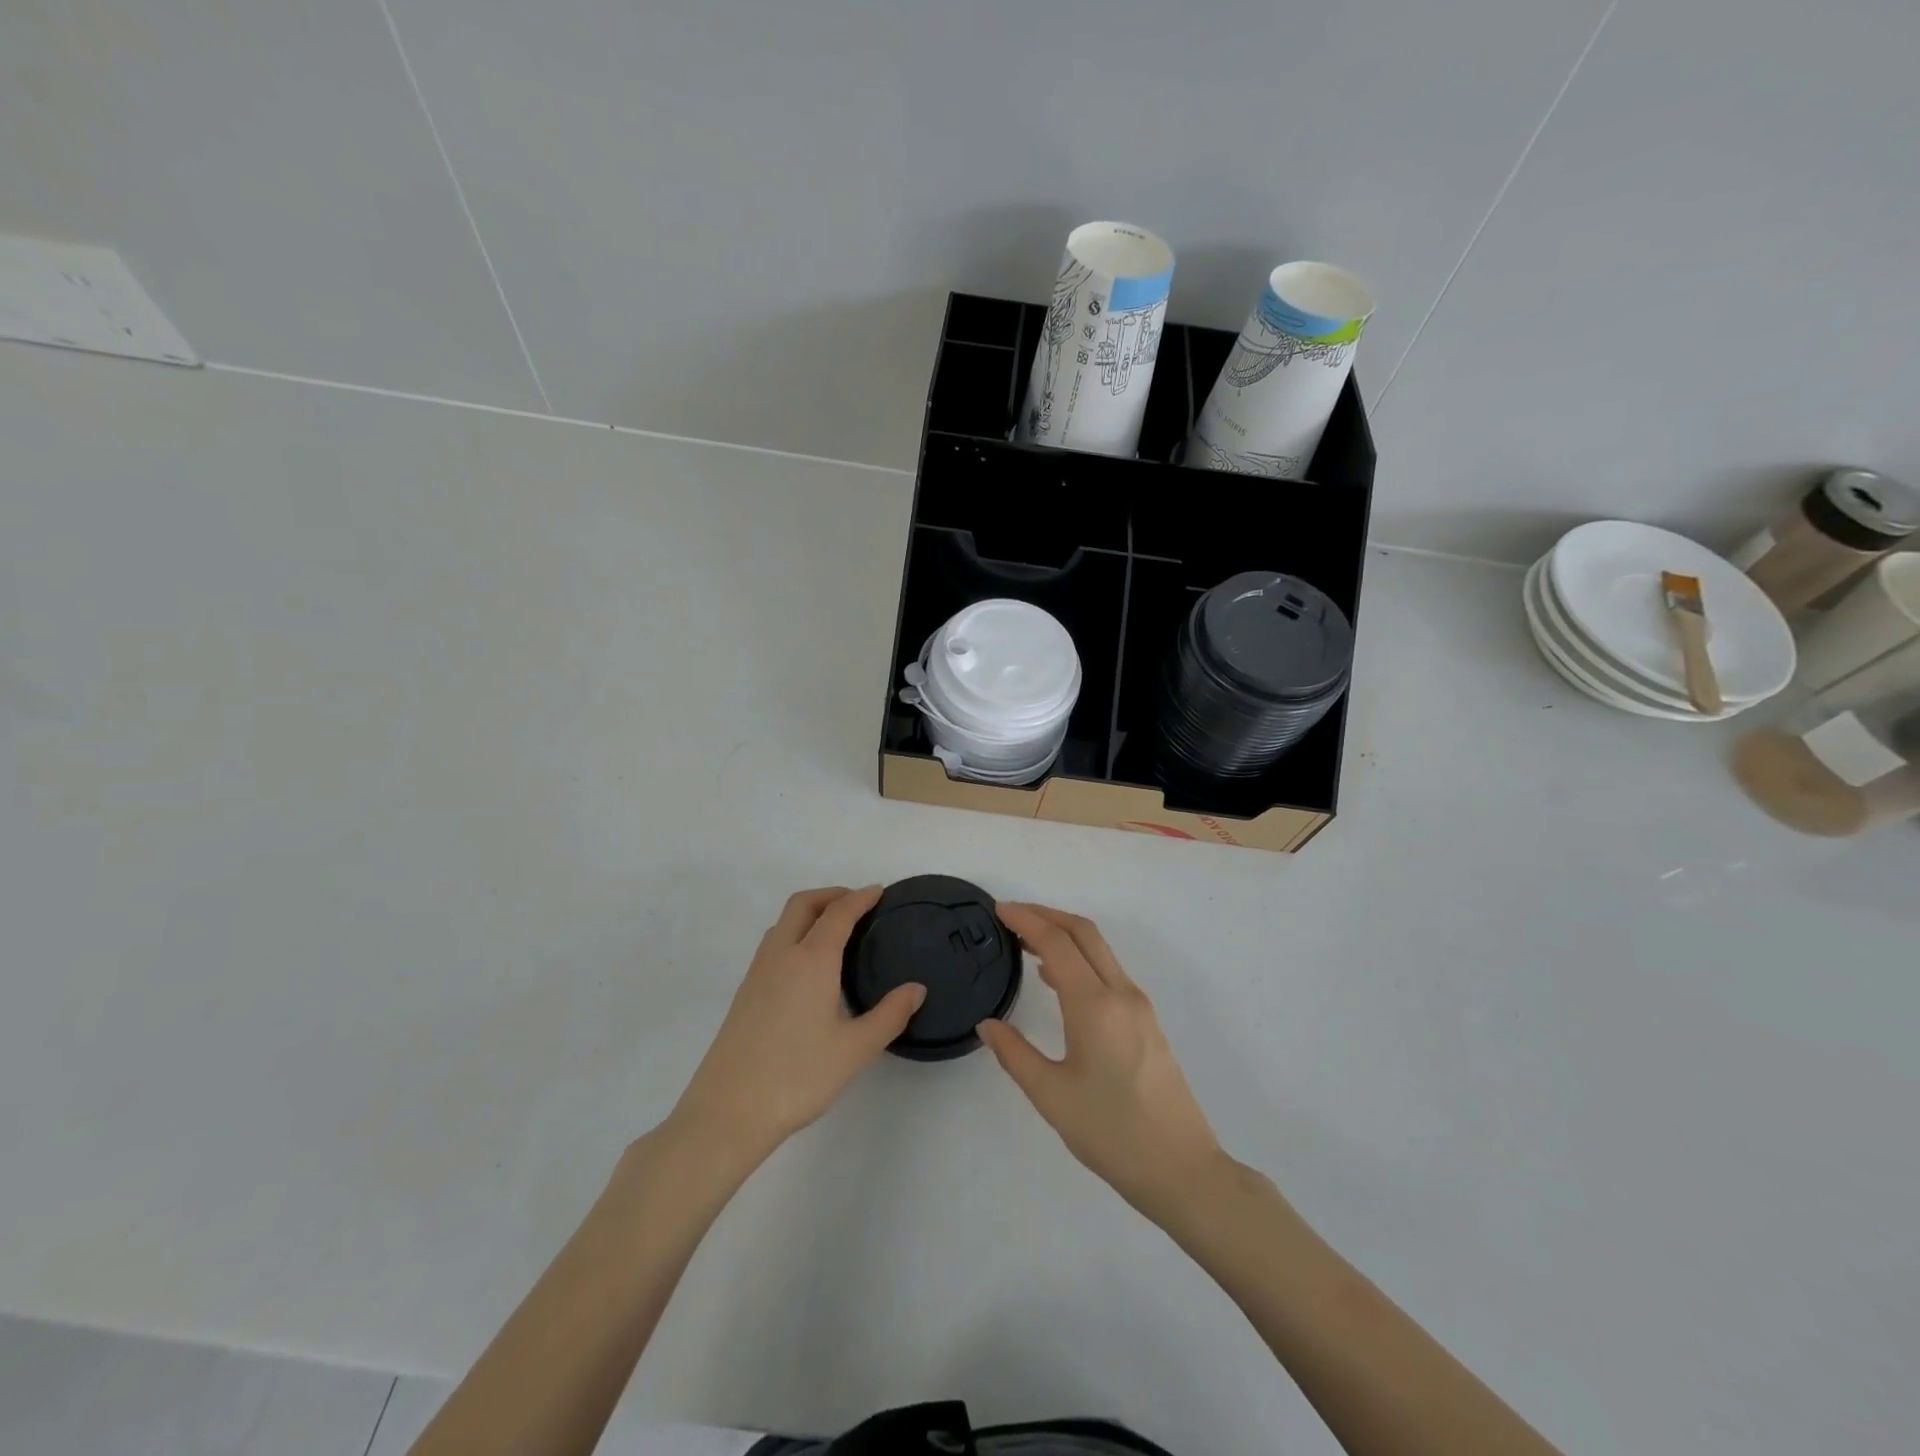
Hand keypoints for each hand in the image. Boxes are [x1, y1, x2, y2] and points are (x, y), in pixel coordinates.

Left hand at [669, 887, 924, 1166]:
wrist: (727, 1111)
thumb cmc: (797, 1076)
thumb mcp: (854, 1050)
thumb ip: (889, 1015)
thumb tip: (916, 989)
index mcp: (811, 960)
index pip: (838, 913)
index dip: (861, 897)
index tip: (879, 892)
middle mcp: (781, 956)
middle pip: (803, 904)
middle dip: (831, 895)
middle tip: (858, 904)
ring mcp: (758, 973)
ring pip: (783, 922)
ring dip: (810, 912)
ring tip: (836, 930)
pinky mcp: (745, 992)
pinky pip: (773, 944)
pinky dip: (795, 933)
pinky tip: (809, 965)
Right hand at [980, 904, 1224, 1221]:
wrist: (1183, 1170)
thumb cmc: (1112, 1133)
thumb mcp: (1052, 1096)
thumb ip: (1015, 1054)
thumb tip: (987, 1025)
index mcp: (1094, 1005)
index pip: (1057, 942)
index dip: (1026, 920)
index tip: (998, 910)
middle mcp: (1120, 994)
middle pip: (1083, 933)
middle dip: (1047, 915)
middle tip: (1011, 916)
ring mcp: (1139, 1006)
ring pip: (1099, 951)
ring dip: (1064, 935)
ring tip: (1026, 943)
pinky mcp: (1147, 1022)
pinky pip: (1108, 973)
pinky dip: (1080, 960)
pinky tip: (1058, 980)